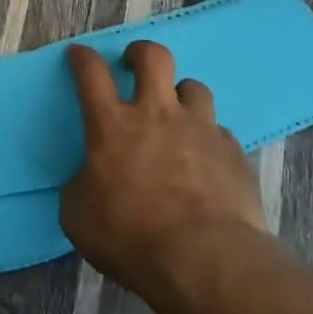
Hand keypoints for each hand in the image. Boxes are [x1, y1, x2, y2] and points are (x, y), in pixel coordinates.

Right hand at [61, 41, 267, 294]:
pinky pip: (219, 131)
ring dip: (181, 95)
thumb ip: (81, 186)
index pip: (92, 73)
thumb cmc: (131, 236)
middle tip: (134, 65)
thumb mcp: (79, 215)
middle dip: (140, 53)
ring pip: (194, 87)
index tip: (79, 54)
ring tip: (177, 114)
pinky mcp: (234, 153)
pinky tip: (205, 159)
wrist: (205, 261)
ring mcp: (200, 129)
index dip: (83, 58)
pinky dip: (208, 138)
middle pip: (153, 57)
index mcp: (112, 125)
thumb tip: (89, 180)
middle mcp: (157, 114)